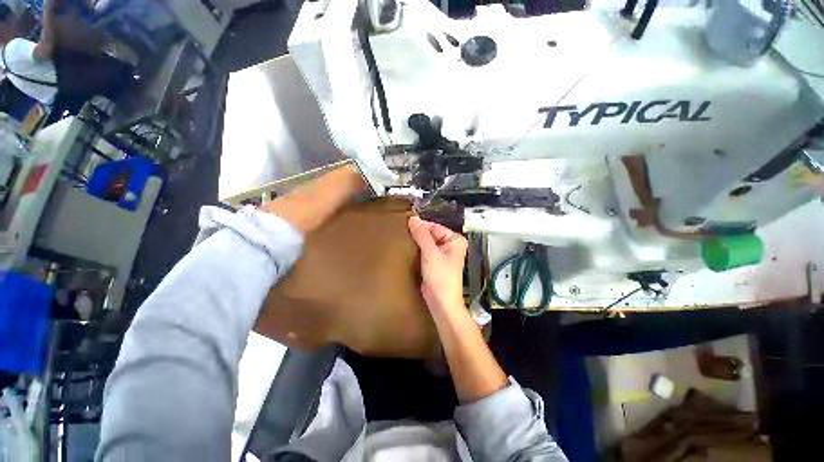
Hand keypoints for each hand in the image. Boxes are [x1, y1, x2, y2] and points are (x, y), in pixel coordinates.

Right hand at [408, 216, 466, 313]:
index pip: (434, 227)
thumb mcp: (431, 253)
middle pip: (430, 234)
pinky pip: (423, 252)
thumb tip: (413, 218)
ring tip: (401, 240)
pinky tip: (405, 249)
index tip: (404, 225)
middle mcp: (449, 245)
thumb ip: (421, 235)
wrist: (441, 302)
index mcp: (454, 240)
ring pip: (425, 243)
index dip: (420, 226)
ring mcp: (441, 255)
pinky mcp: (433, 263)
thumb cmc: (440, 277)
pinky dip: (416, 251)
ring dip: (415, 243)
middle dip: (417, 235)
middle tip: (400, 232)